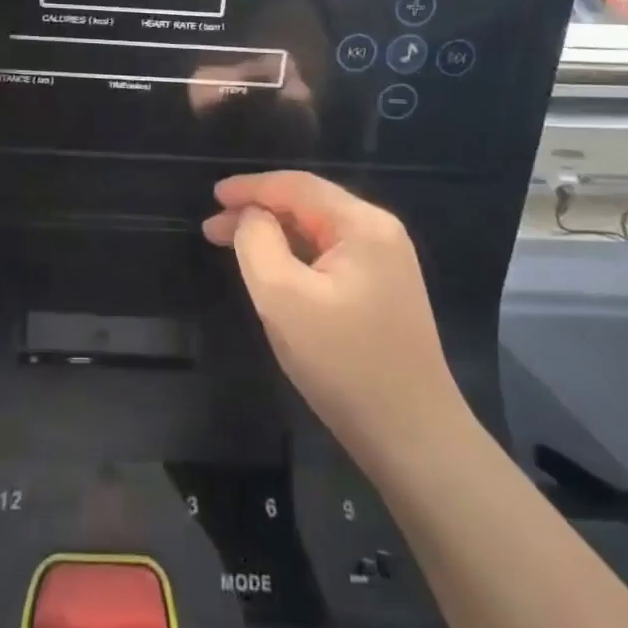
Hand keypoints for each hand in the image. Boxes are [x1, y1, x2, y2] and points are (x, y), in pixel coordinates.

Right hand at [203, 171, 463, 474]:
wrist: (414, 441)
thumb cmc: (344, 364)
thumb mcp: (283, 298)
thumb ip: (257, 242)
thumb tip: (250, 216)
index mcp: (363, 225)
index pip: (297, 186)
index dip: (251, 187)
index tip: (213, 196)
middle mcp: (380, 233)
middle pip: (308, 205)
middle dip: (258, 211)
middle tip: (212, 228)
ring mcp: (386, 264)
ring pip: (317, 232)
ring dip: (274, 234)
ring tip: (232, 245)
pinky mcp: (383, 292)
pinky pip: (329, 257)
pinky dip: (295, 256)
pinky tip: (271, 269)